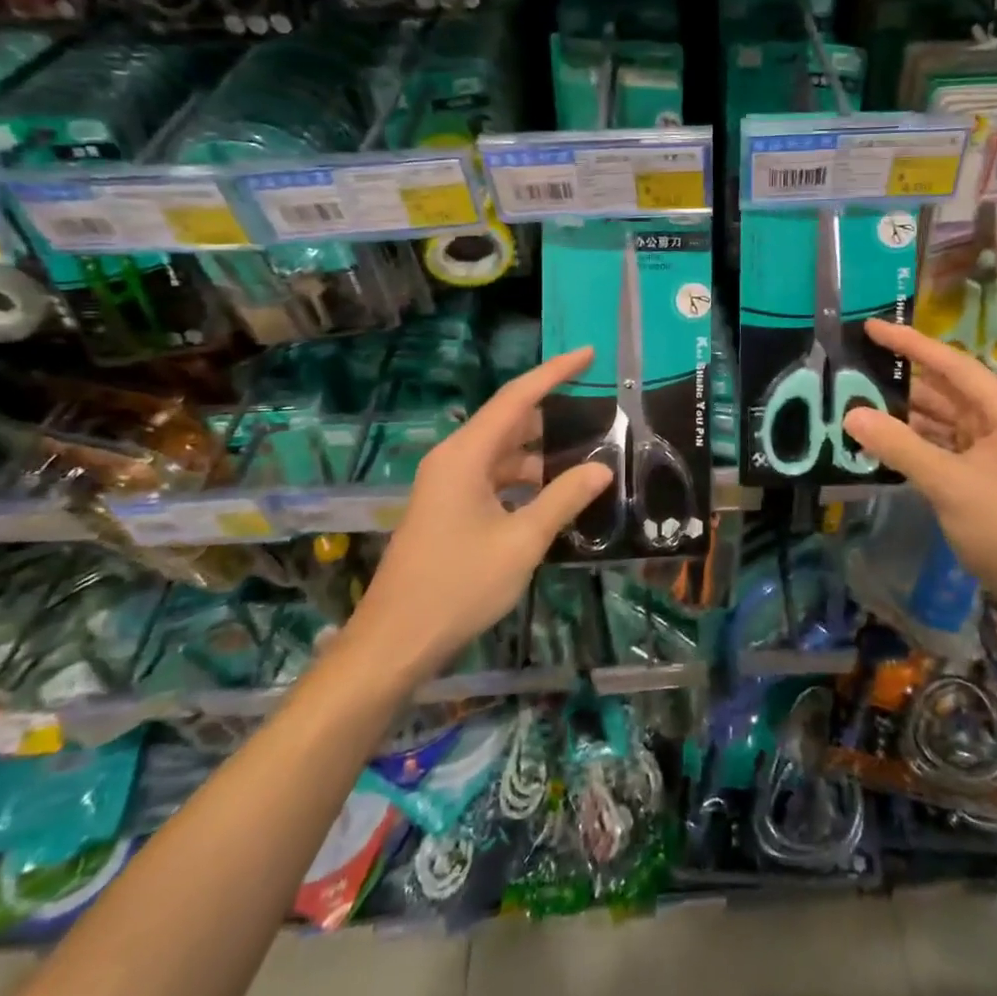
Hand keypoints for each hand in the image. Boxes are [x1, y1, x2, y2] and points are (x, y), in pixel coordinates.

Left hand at [339, 348, 612, 685]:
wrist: (394, 641)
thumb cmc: (457, 586)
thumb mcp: (520, 542)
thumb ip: (563, 499)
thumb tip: (601, 468)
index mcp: (466, 455)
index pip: (517, 398)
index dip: (554, 372)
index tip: (588, 354)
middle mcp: (454, 459)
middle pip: (509, 421)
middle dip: (553, 414)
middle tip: (599, 411)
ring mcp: (448, 484)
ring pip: (502, 453)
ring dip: (541, 453)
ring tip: (587, 457)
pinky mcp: (448, 508)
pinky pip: (493, 478)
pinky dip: (524, 480)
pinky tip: (553, 496)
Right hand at [843, 319, 996, 615]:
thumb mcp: (950, 485)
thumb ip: (900, 446)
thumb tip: (851, 415)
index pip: (953, 365)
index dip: (910, 343)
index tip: (871, 327)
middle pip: (946, 390)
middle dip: (901, 382)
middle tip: (853, 371)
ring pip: (943, 420)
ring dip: (905, 415)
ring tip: (857, 404)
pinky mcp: (988, 473)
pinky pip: (946, 445)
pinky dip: (917, 442)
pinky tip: (883, 441)